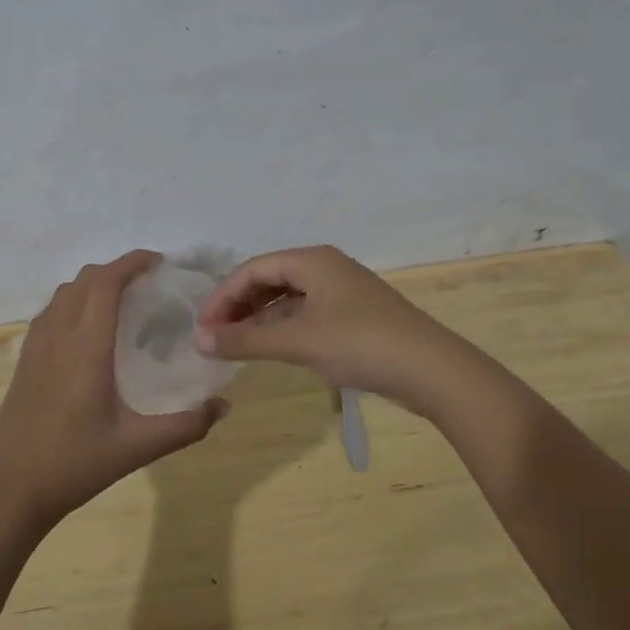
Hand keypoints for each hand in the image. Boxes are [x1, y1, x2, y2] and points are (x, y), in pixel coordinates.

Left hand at [0, 250, 228, 531]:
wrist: (10, 489)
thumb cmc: (74, 464)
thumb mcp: (137, 447)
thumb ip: (185, 426)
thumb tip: (223, 406)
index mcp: (85, 348)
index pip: (105, 283)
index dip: (131, 262)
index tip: (158, 262)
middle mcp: (58, 336)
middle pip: (84, 279)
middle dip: (116, 269)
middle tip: (147, 282)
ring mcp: (36, 346)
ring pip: (64, 292)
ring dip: (93, 283)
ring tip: (121, 300)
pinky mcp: (25, 360)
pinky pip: (50, 311)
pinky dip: (73, 301)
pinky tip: (89, 329)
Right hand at [194, 245, 480, 411]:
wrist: (431, 369)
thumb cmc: (359, 344)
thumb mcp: (297, 341)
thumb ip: (245, 341)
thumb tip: (199, 340)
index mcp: (312, 260)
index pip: (252, 269)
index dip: (223, 296)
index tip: (202, 328)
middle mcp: (325, 267)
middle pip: (269, 279)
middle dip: (239, 307)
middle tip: (215, 337)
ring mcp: (342, 291)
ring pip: (287, 298)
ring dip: (259, 319)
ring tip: (235, 346)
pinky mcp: (354, 315)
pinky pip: (305, 313)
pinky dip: (282, 328)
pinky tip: (270, 349)